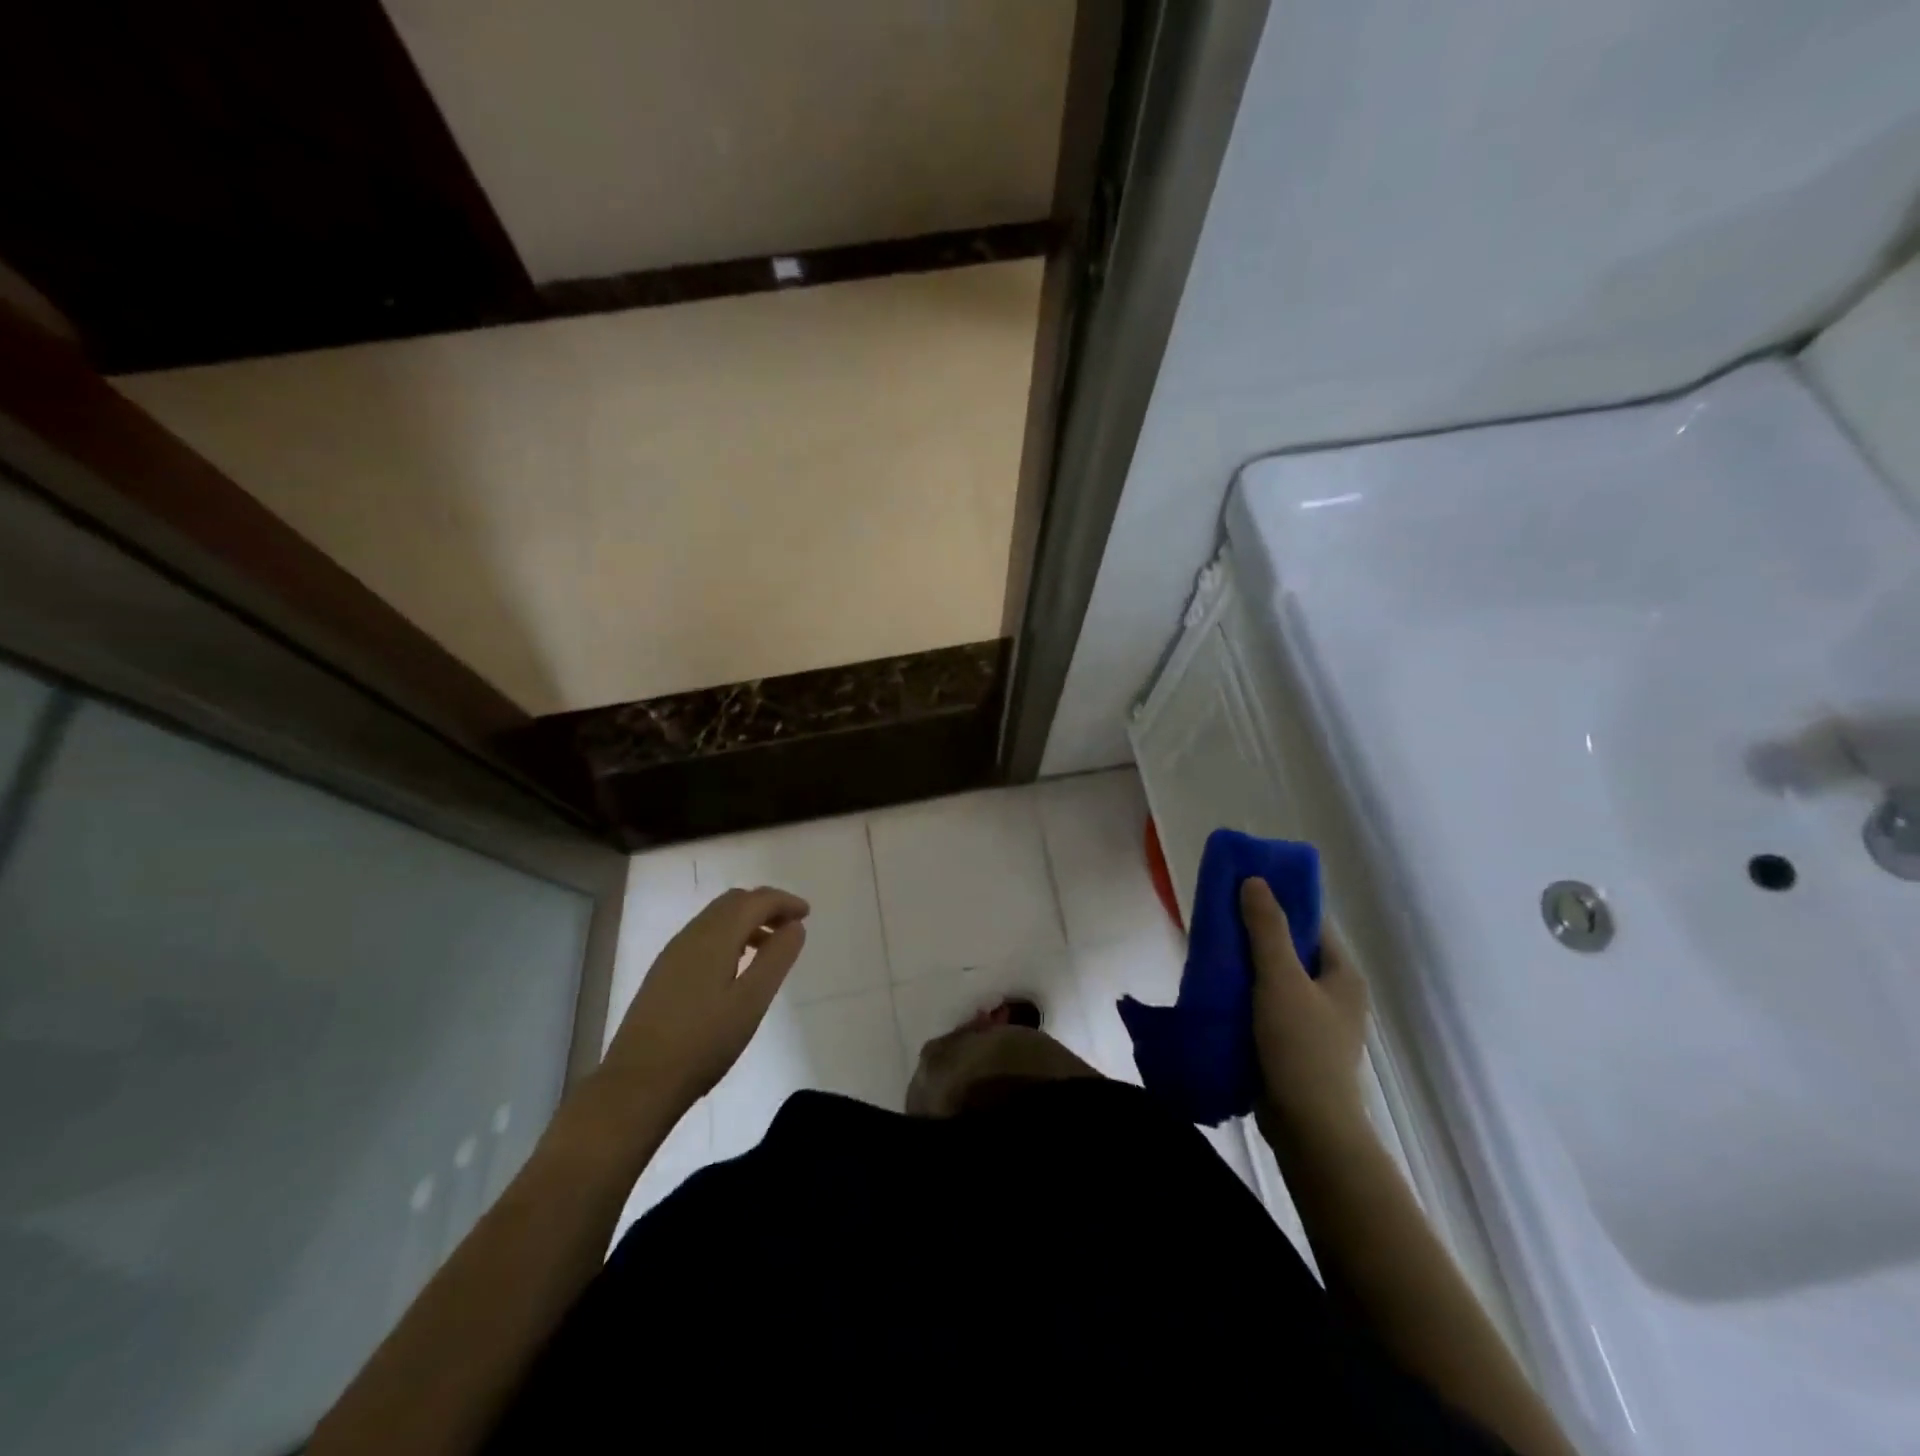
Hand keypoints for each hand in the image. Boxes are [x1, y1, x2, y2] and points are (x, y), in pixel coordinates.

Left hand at [599, 887, 809, 1115]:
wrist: (637, 1083)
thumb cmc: (703, 1042)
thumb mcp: (751, 1001)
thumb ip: (776, 959)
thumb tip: (795, 926)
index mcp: (715, 937)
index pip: (756, 900)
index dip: (784, 902)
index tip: (807, 914)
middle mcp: (692, 935)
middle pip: (734, 902)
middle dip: (766, 906)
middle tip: (791, 927)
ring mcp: (673, 953)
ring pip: (716, 918)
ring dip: (747, 921)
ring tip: (769, 948)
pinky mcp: (664, 972)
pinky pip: (704, 935)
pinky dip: (729, 935)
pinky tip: (736, 966)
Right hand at [1241, 878, 1369, 1137]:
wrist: (1308, 1126)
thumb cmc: (1300, 1046)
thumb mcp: (1281, 979)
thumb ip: (1267, 929)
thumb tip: (1255, 880)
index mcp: (1342, 974)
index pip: (1312, 923)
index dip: (1279, 902)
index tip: (1242, 890)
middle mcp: (1334, 994)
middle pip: (1291, 950)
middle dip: (1255, 934)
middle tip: (1218, 919)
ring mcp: (1314, 1021)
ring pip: (1276, 979)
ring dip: (1247, 965)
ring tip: (1211, 950)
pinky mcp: (1292, 1044)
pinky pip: (1266, 1005)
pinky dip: (1244, 994)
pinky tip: (1217, 989)